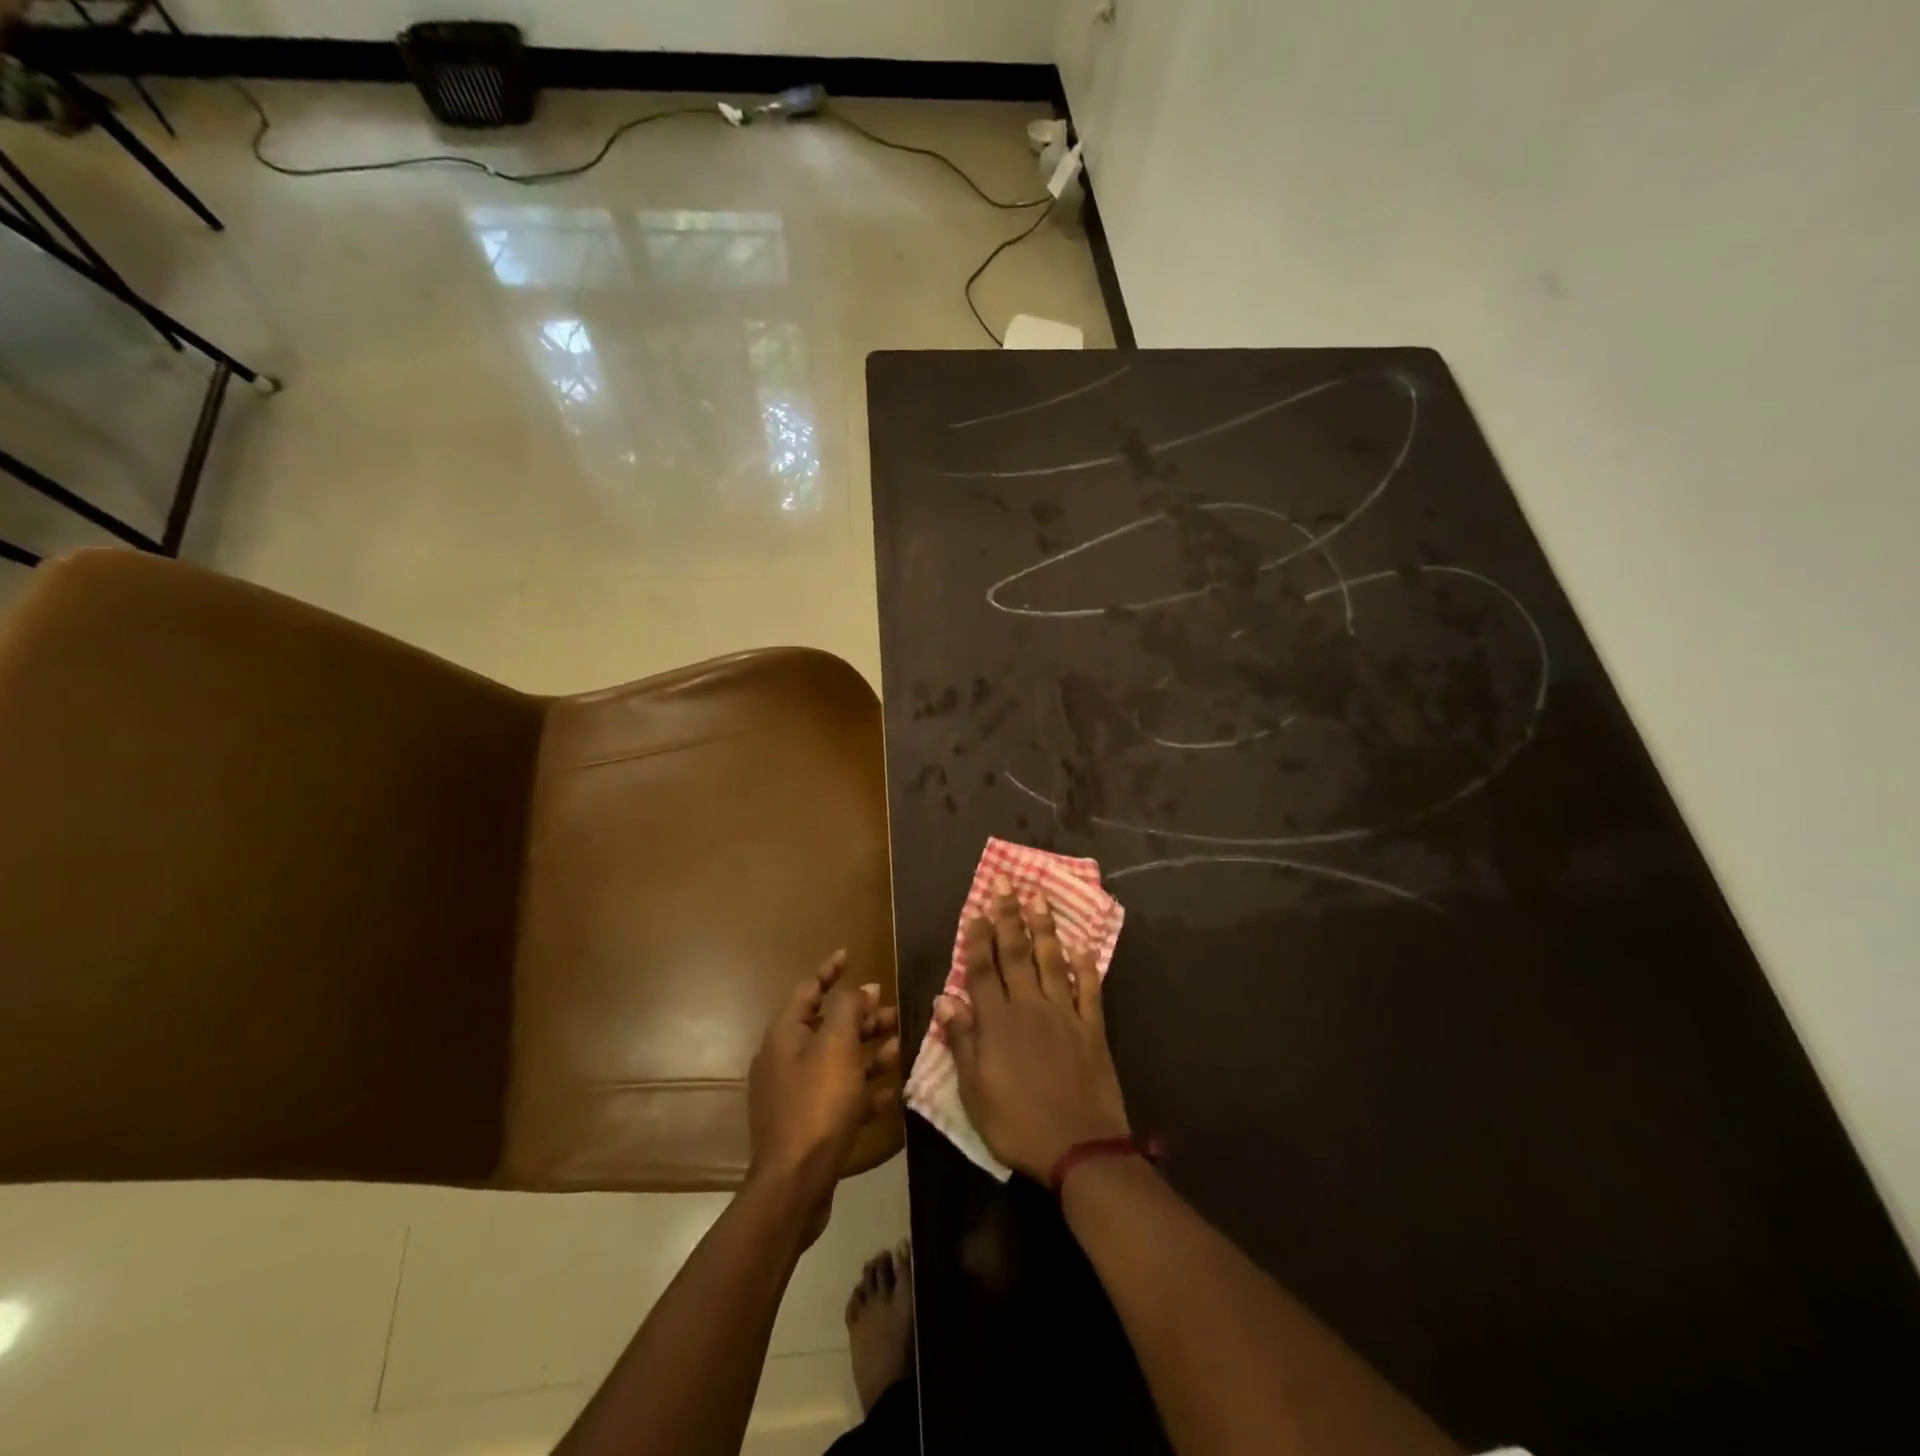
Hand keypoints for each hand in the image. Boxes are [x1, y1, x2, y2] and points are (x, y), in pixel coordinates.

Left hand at [748, 952, 900, 1241]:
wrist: (794, 1184)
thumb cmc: (817, 1106)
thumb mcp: (838, 1048)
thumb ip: (850, 1010)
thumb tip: (860, 989)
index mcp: (786, 1034)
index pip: (808, 989)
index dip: (830, 970)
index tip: (850, 955)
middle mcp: (785, 1058)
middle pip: (827, 1026)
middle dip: (862, 1017)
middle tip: (894, 1011)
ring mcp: (795, 1092)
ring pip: (838, 1060)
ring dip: (869, 1051)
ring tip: (901, 1047)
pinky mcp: (807, 1122)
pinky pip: (839, 1094)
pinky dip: (864, 1089)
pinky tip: (893, 1093)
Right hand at [936, 879, 1130, 1181]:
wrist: (1080, 1148)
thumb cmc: (1017, 1125)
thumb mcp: (974, 1091)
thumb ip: (961, 1041)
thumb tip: (944, 998)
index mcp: (998, 1022)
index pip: (983, 969)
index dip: (978, 937)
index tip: (976, 907)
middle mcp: (1030, 1007)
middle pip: (1016, 954)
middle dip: (1009, 916)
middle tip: (1006, 884)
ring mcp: (1064, 1014)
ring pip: (1051, 960)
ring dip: (1044, 928)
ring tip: (1039, 897)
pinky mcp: (1092, 1028)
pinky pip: (1089, 988)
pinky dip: (1086, 965)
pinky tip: (1082, 945)